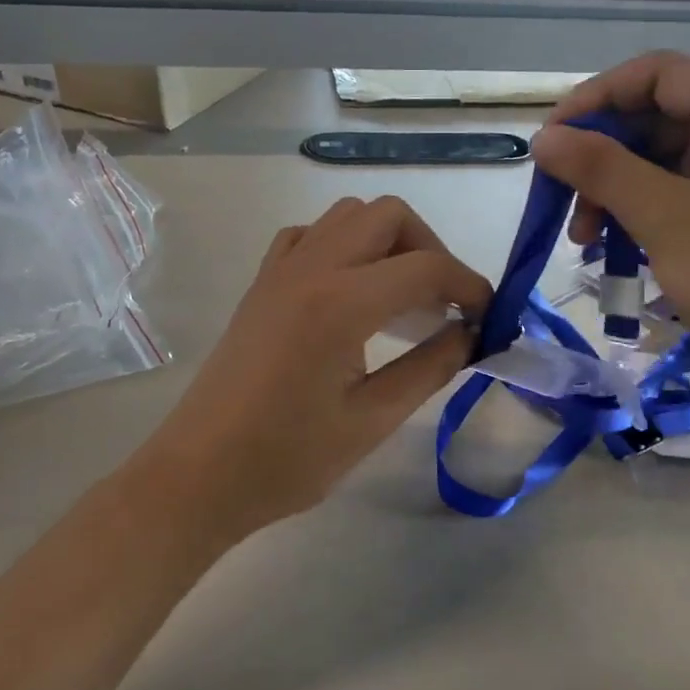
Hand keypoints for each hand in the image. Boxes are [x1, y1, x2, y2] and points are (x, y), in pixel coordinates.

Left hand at [124, 195, 490, 545]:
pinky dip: (344, 246)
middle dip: (430, 249)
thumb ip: (430, 368)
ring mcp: (280, 271)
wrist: (200, 474)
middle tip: (445, 303)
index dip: (470, 285)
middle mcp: (311, 268)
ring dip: (388, 241)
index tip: (490, 315)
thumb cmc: (287, 459)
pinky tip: (351, 292)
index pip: (426, 268)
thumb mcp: (372, 420)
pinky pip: (310, 236)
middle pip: (388, 216)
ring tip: (403, 296)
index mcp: (341, 303)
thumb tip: (470, 335)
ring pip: (348, 215)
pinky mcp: (261, 284)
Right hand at [532, 53, 689, 420]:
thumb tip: (544, 137)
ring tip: (585, 240)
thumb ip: (600, 169)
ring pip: (664, 160)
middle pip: (657, 117)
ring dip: (616, 191)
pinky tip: (617, 248)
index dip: (595, 99)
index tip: (551, 141)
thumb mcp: (664, 217)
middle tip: (565, 204)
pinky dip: (643, 213)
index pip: (656, 74)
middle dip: (602, 157)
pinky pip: (681, 193)